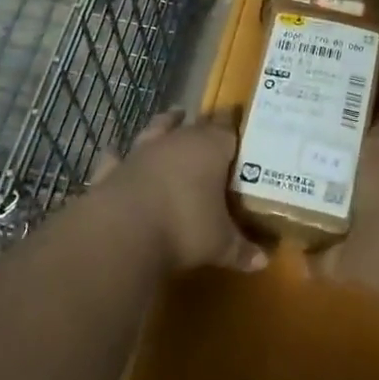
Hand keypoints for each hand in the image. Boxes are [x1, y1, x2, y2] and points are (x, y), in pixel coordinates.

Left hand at [89, 110, 266, 273]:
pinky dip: (119, 156)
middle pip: (195, 124)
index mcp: (210, 148)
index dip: (234, 126)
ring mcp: (143, 151)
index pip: (228, 129)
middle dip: (204, 125)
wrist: (123, 230)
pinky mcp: (114, 168)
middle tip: (211, 129)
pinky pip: (118, 156)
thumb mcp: (220, 244)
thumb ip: (241, 248)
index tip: (239, 123)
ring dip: (165, 124)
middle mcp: (177, 141)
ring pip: (157, 128)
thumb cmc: (184, 227)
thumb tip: (263, 262)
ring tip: (171, 117)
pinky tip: (116, 154)